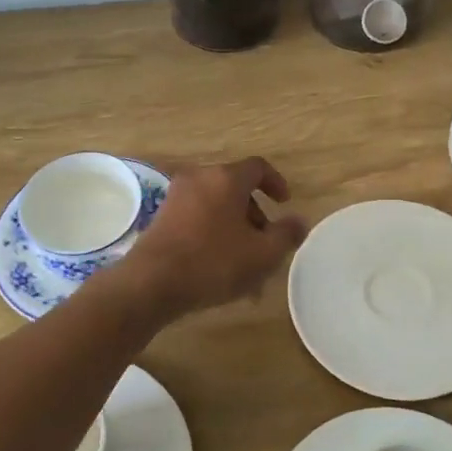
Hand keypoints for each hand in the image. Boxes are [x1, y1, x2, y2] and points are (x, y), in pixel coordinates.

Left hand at [110, 157, 307, 319]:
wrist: (151, 283)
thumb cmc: (214, 262)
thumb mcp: (262, 254)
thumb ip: (286, 234)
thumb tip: (299, 221)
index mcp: (226, 178)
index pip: (258, 167)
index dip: (276, 183)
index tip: (284, 204)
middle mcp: (200, 178)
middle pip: (236, 189)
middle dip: (255, 217)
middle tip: (265, 245)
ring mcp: (176, 197)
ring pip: (217, 209)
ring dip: (235, 232)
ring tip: (245, 269)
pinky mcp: (161, 218)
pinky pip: (197, 220)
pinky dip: (213, 236)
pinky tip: (218, 271)